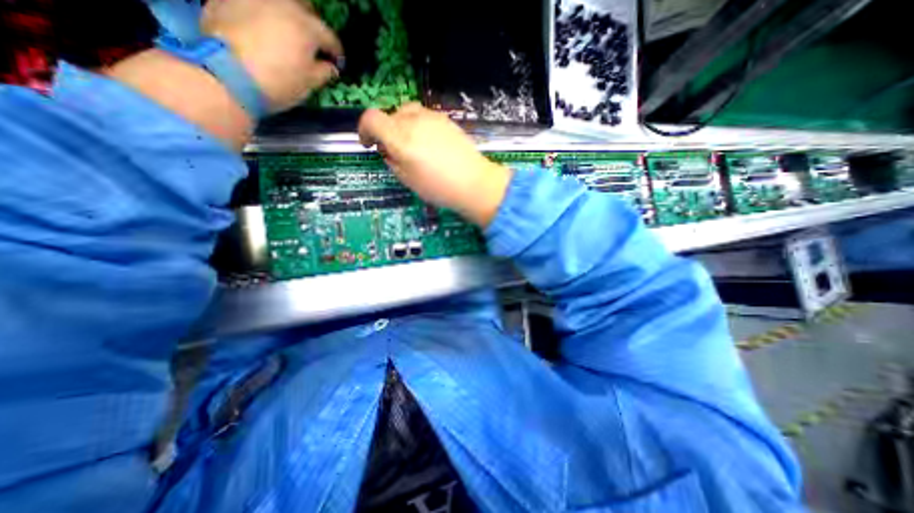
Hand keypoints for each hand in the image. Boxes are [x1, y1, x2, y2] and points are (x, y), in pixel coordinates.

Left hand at [200, 1, 341, 111]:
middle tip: (313, 43)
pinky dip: (262, 14)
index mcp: (307, 27)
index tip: (337, 62)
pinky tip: (262, 27)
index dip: (336, 52)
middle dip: (312, 25)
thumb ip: (324, 72)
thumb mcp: (309, 83)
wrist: (228, 76)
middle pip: (304, 9)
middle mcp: (282, 4)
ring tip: (286, 32)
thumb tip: (330, 67)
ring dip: (287, 16)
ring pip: (278, 3)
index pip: (330, 37)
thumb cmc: (279, 82)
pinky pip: (254, 4)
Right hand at [358, 101, 512, 224]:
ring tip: (411, 146)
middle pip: (389, 115)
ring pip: (406, 112)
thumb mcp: (408, 180)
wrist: (474, 183)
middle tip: (393, 151)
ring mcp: (432, 117)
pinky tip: (428, 143)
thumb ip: (392, 161)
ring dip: (401, 126)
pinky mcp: (446, 119)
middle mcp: (414, 121)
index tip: (368, 143)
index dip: (364, 130)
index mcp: (401, 139)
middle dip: (386, 131)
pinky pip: (423, 116)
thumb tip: (387, 150)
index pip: (371, 118)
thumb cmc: (439, 188)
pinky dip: (417, 125)